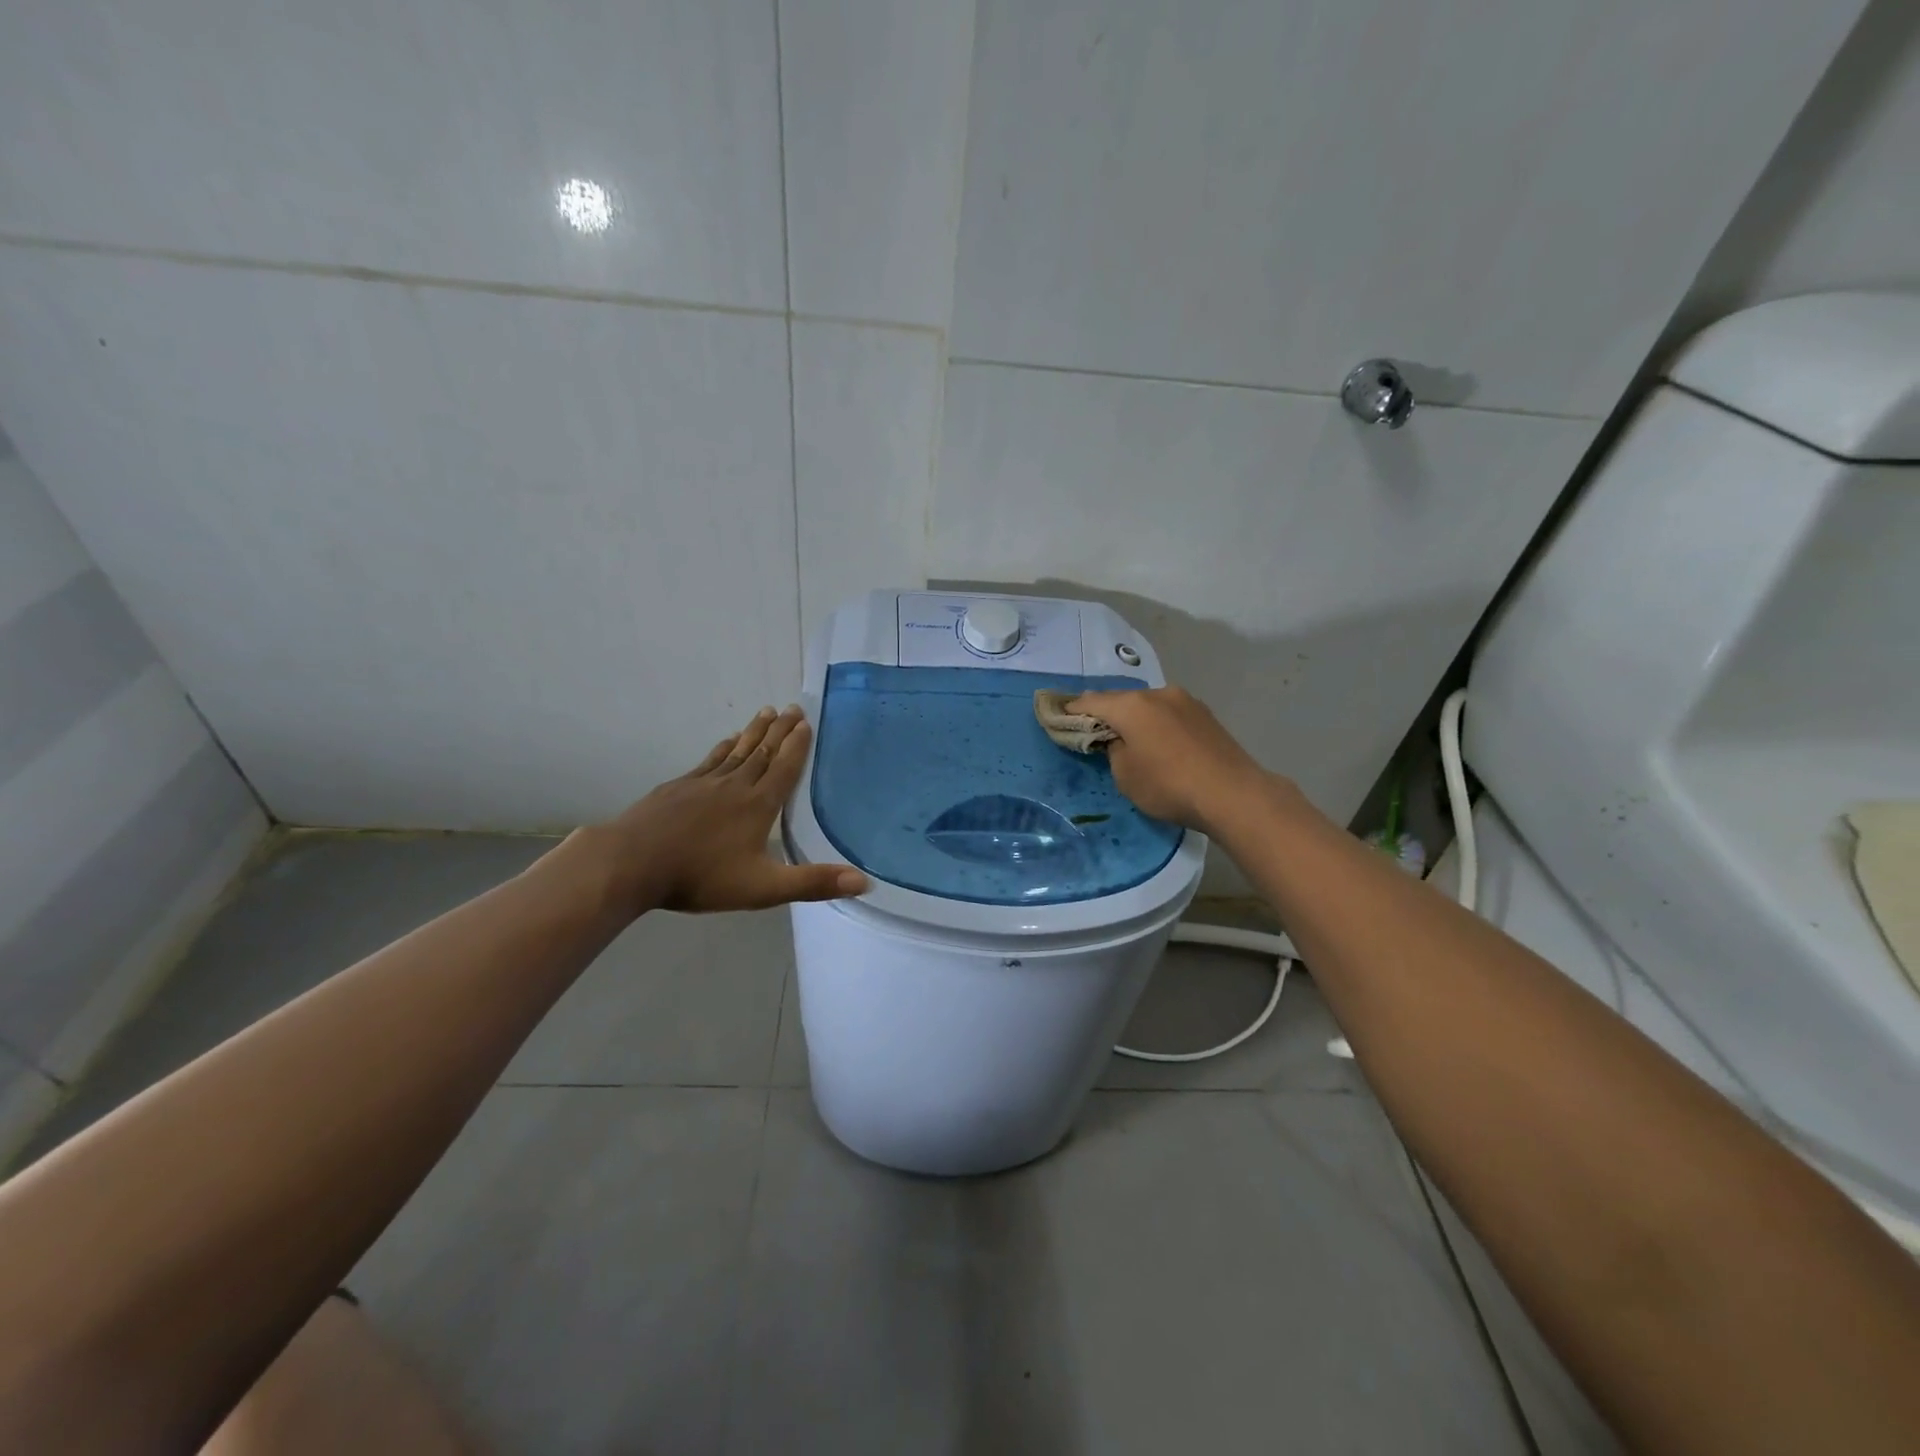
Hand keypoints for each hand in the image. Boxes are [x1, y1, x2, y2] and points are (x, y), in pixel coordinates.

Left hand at [581, 706, 866, 915]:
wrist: (632, 863)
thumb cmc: (701, 876)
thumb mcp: (764, 888)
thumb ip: (813, 883)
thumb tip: (864, 881)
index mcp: (758, 805)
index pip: (784, 768)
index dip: (797, 746)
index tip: (806, 722)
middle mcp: (735, 785)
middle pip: (762, 751)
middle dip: (780, 730)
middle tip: (792, 708)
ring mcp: (704, 783)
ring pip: (736, 750)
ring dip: (754, 731)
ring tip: (766, 713)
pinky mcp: (679, 787)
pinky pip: (709, 760)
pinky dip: (723, 747)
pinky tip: (725, 742)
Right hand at [1066, 685, 1284, 832]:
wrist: (1233, 794)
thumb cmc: (1169, 786)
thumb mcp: (1125, 775)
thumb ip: (1113, 750)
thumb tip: (1120, 740)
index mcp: (1132, 706)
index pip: (1090, 702)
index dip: (1071, 711)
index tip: (1058, 718)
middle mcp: (1158, 694)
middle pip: (1121, 700)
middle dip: (1105, 713)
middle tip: (1093, 731)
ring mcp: (1186, 701)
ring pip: (1148, 705)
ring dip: (1134, 718)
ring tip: (1128, 738)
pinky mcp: (1205, 714)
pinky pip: (1169, 714)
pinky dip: (1156, 724)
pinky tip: (1158, 742)